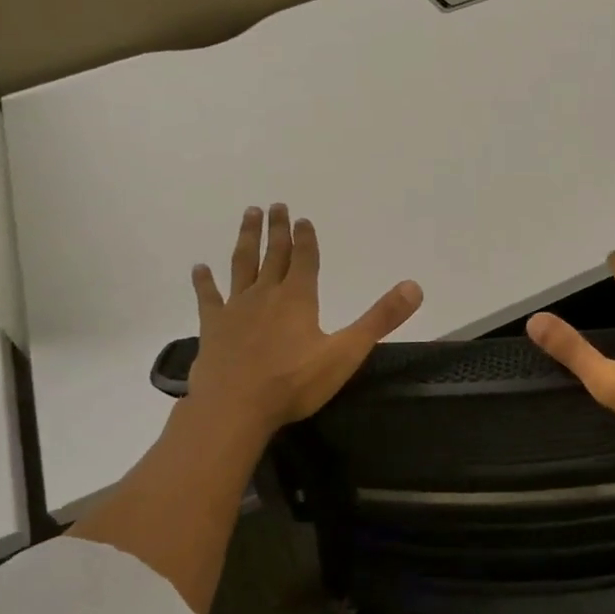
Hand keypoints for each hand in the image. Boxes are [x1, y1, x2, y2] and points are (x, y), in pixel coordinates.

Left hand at [186, 204, 422, 433]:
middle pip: (273, 254)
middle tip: (276, 205)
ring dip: (246, 239)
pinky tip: (199, 268)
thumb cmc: (294, 382)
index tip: (303, 218)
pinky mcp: (212, 327)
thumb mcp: (346, 352)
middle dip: (277, 230)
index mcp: (298, 298)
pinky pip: (208, 297)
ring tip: (248, 215)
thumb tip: (414, 286)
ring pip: (241, 265)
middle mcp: (266, 294)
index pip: (304, 259)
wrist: (235, 408)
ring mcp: (236, 309)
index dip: (305, 238)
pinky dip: (204, 282)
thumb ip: (380, 319)